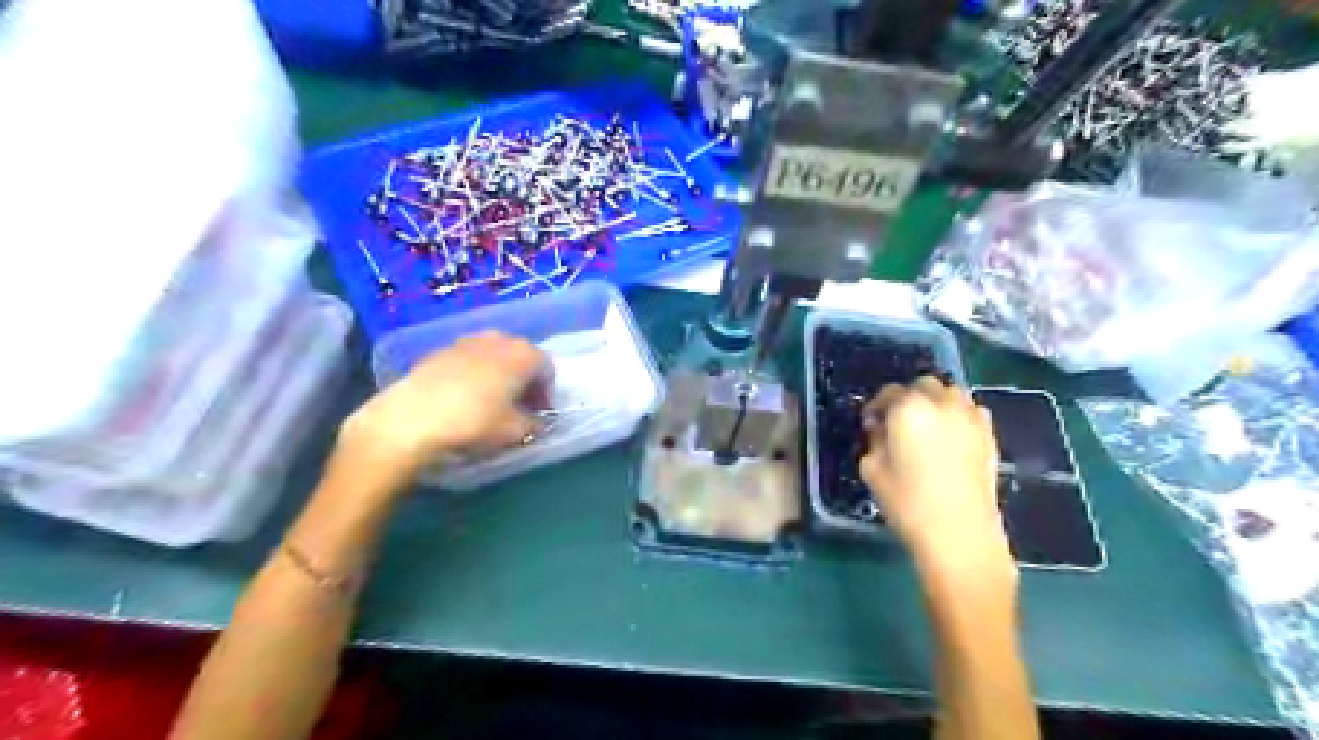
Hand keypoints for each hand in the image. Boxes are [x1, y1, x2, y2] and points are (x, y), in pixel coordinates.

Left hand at [341, 330, 549, 472]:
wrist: (410, 418)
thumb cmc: (474, 421)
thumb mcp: (514, 432)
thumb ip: (534, 424)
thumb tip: (536, 421)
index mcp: (524, 354)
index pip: (547, 370)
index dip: (546, 393)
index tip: (539, 414)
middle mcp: (499, 339)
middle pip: (521, 357)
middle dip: (523, 380)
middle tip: (518, 406)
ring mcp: (467, 341)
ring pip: (494, 356)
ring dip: (499, 375)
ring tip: (490, 401)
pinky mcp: (439, 350)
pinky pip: (468, 360)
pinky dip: (473, 374)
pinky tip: (463, 398)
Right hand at [863, 380, 1007, 562]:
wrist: (960, 535)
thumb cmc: (907, 503)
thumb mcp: (872, 470)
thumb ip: (874, 440)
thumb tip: (880, 428)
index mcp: (908, 409)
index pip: (888, 393)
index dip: (876, 406)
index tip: (871, 423)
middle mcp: (941, 403)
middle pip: (922, 385)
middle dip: (908, 398)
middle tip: (899, 423)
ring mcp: (970, 416)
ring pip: (950, 393)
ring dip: (935, 402)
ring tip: (927, 427)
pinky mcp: (989, 434)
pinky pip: (970, 411)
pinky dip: (958, 415)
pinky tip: (950, 437)